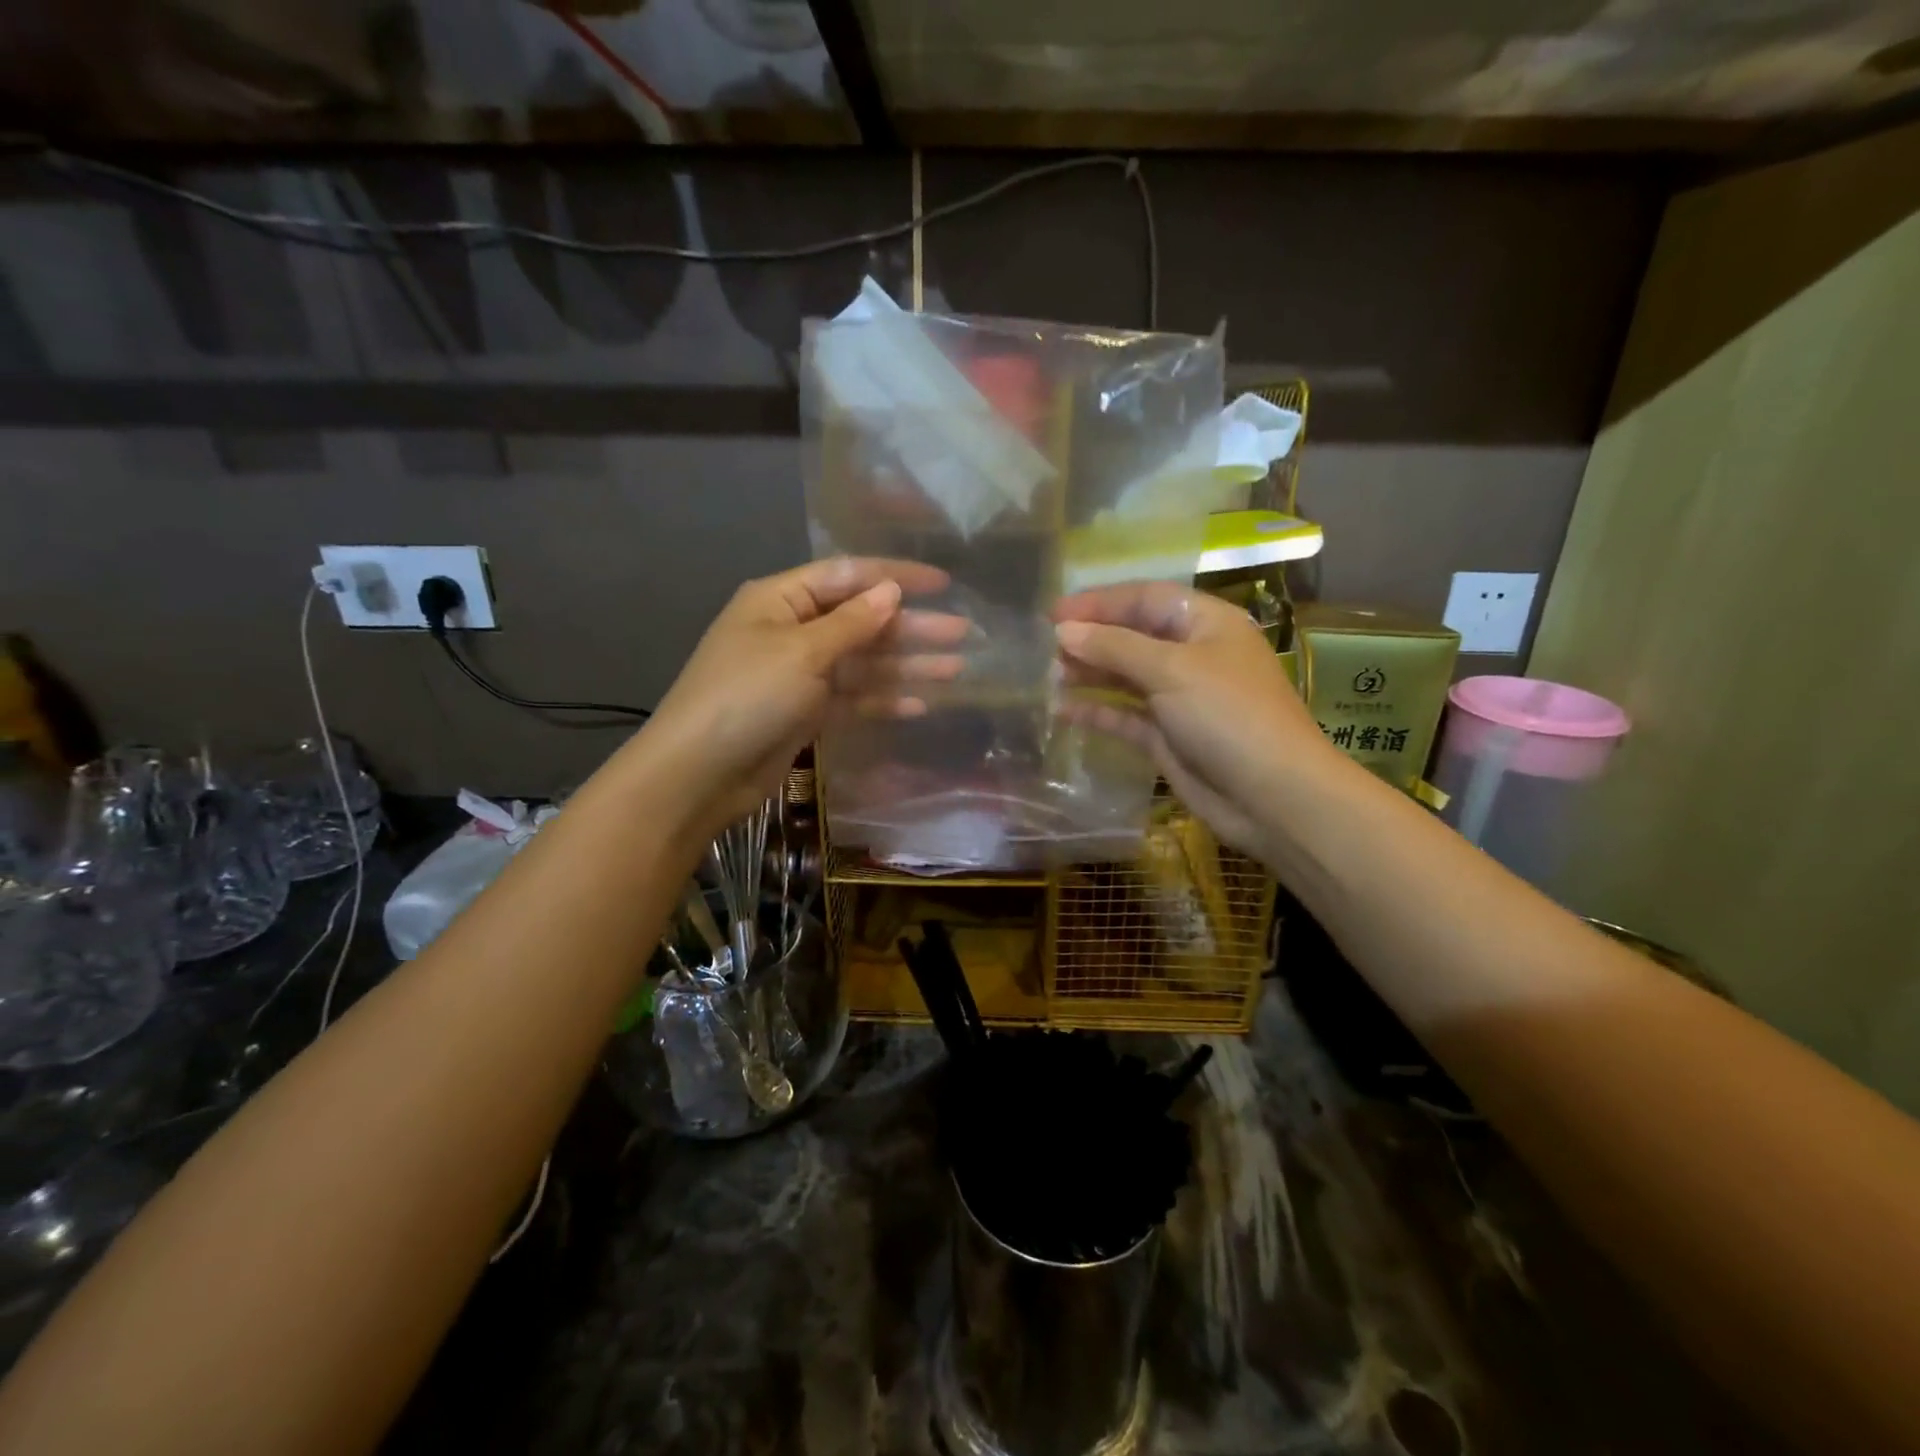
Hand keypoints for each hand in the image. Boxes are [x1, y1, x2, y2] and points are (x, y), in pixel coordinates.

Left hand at [638, 558, 965, 834]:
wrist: (699, 774)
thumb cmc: (746, 697)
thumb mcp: (801, 653)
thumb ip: (852, 623)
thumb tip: (891, 592)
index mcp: (781, 600)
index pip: (848, 576)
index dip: (896, 577)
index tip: (943, 583)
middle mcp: (792, 631)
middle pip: (862, 621)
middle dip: (911, 627)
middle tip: (963, 632)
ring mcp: (800, 674)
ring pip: (863, 662)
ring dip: (906, 665)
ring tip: (956, 669)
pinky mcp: (806, 712)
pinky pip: (853, 698)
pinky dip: (884, 699)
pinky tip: (920, 704)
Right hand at [1053, 583, 1337, 858]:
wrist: (1271, 796)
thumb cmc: (1228, 715)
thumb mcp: (1171, 669)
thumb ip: (1114, 646)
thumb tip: (1063, 630)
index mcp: (1206, 624)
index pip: (1146, 598)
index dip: (1100, 602)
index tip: (1054, 614)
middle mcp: (1193, 655)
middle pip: (1134, 636)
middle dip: (1092, 638)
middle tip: (1048, 648)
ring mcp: (1180, 698)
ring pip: (1127, 676)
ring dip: (1091, 673)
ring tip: (1051, 676)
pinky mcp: (1168, 736)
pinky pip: (1126, 715)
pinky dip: (1098, 710)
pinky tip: (1064, 709)